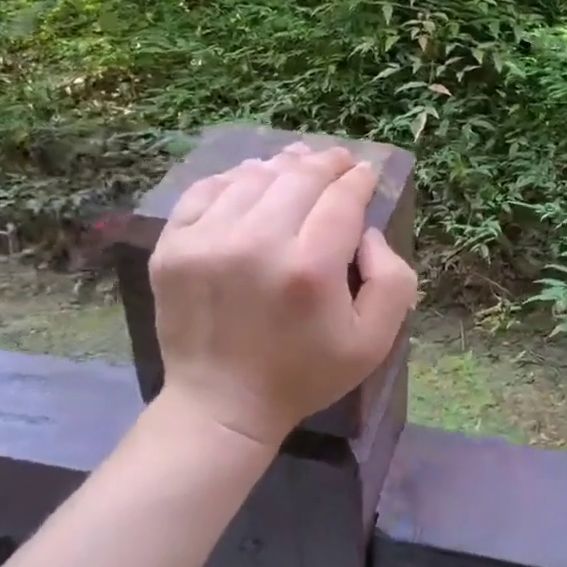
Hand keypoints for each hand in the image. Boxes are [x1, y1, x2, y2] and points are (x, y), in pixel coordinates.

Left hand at [148, 142, 418, 446]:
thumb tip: (368, 232)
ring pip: (254, 176)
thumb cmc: (304, 373)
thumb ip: (392, 280)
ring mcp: (207, 241)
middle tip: (338, 161)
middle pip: (299, 177)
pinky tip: (252, 181)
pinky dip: (235, 178)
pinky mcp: (173, 246)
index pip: (342, 198)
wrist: (221, 405)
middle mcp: (257, 244)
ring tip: (298, 165)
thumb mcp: (374, 342)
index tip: (366, 172)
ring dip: (283, 166)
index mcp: (310, 270)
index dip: (359, 179)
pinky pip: (208, 189)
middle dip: (327, 162)